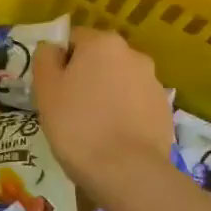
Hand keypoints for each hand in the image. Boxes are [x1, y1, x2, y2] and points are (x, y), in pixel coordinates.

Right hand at [32, 27, 172, 197]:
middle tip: (69, 108)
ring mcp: (153, 82)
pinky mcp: (164, 109)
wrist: (128, 172)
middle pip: (99, 58)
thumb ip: (45, 58)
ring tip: (93, 127)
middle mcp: (133, 54)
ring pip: (119, 81)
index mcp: (102, 43)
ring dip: (106, 94)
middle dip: (85, 76)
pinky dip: (124, 113)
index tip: (53, 89)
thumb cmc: (77, 125)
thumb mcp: (46, 89)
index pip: (73, 39)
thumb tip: (52, 49)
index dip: (59, 62)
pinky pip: (136, 103)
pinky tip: (114, 138)